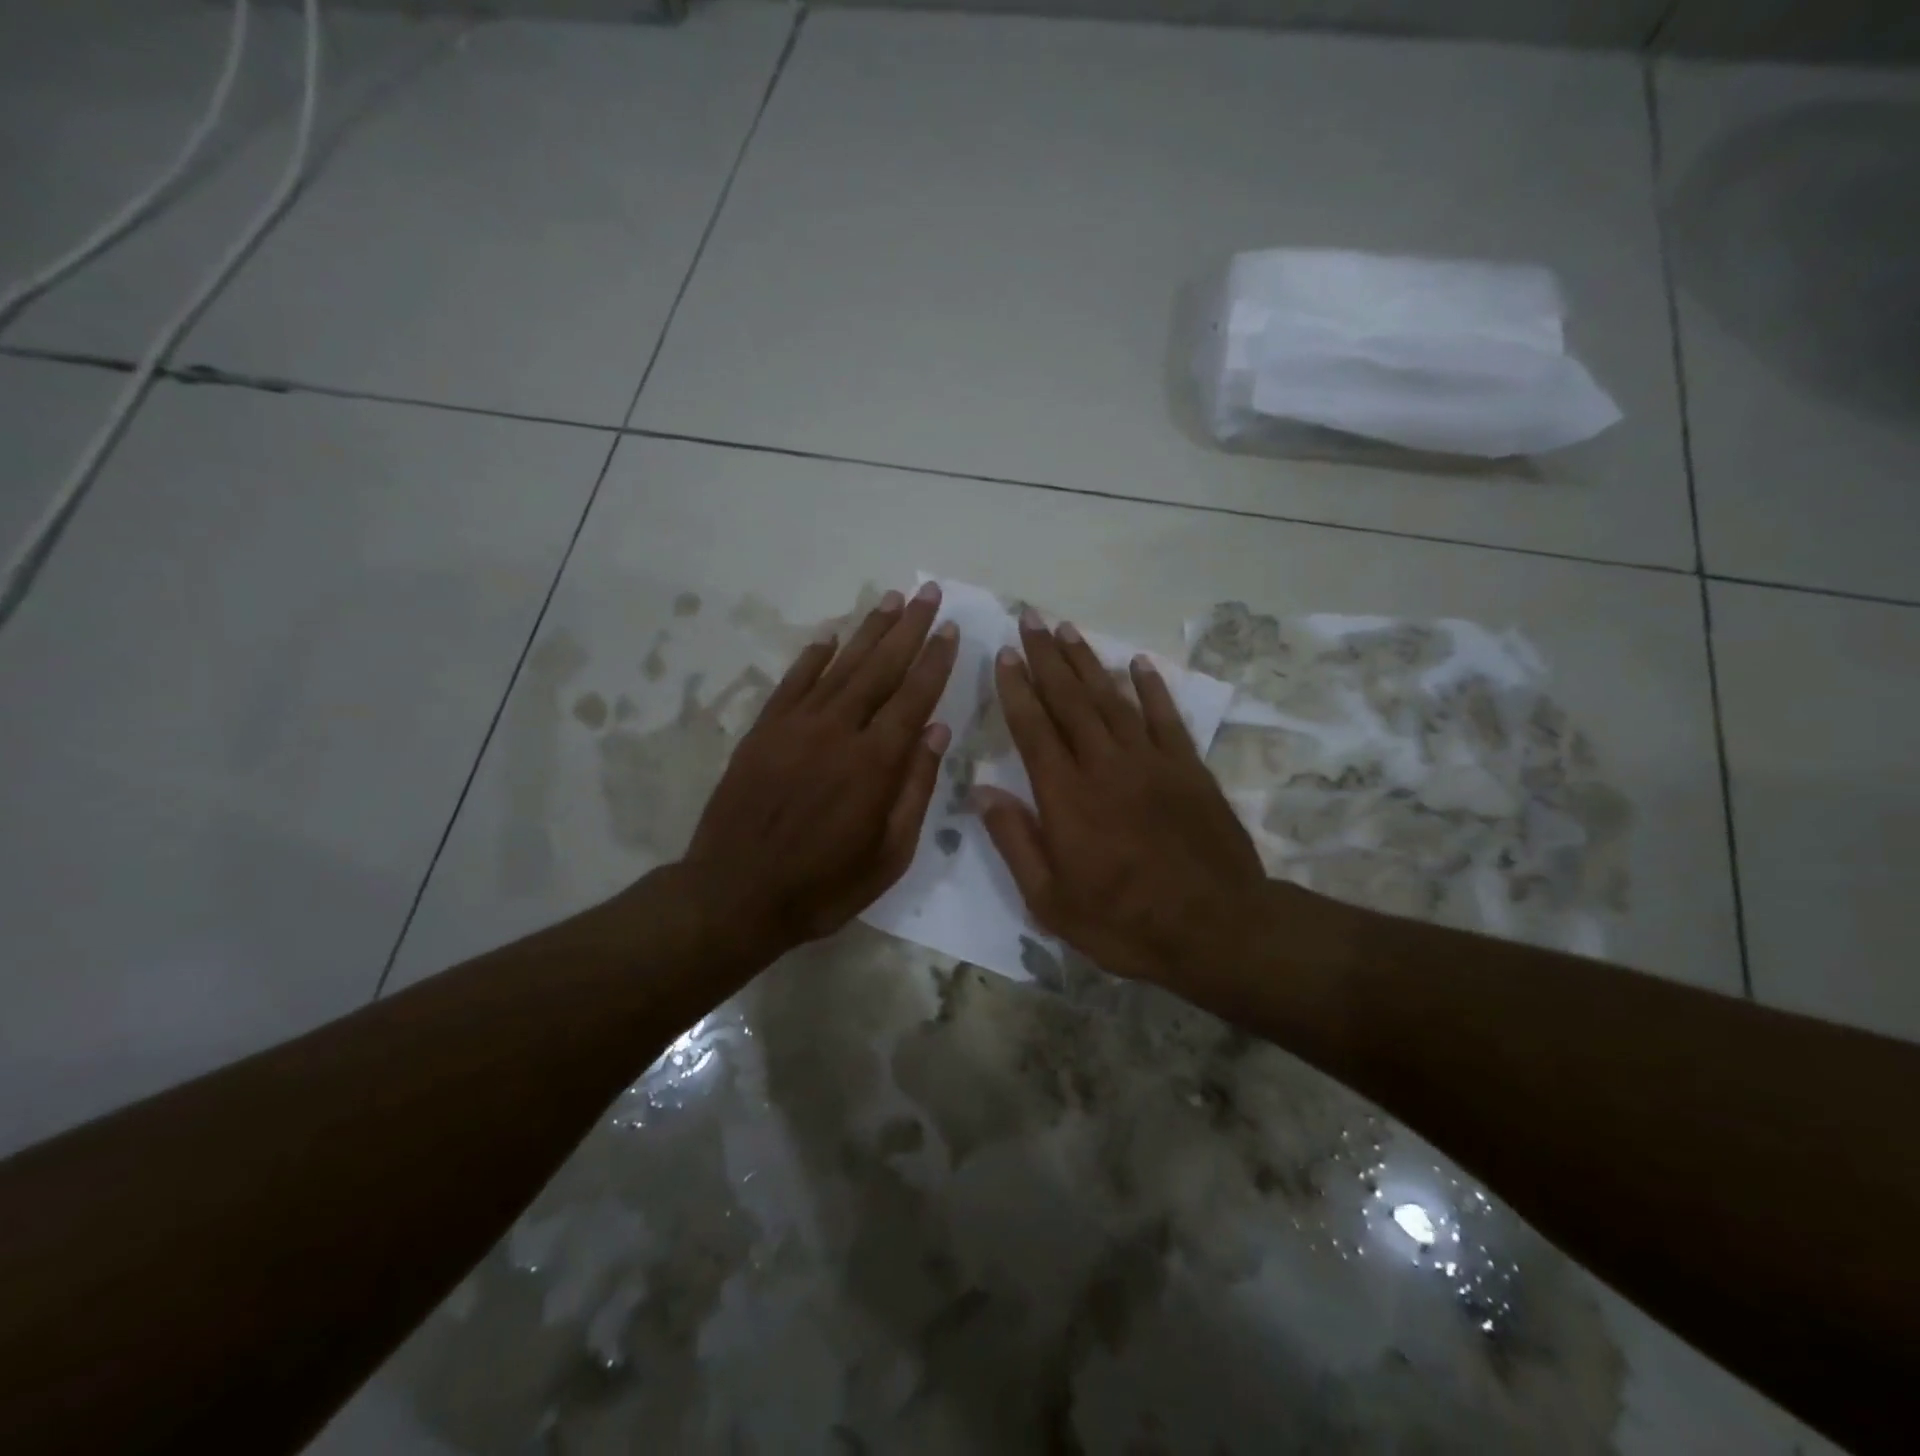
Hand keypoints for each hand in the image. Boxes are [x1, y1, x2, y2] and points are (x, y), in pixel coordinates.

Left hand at [676, 581, 957, 968]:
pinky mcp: (763, 731)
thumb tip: (938, 730)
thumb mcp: (888, 855)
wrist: (734, 895)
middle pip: (880, 668)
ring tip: (891, 600)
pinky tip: (830, 638)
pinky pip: (792, 682)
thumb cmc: (823, 886)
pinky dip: (812, 657)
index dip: (935, 661)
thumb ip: (915, 788)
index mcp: (874, 763)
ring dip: (868, 630)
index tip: (951, 630)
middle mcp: (837, 731)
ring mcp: (795, 726)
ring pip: (839, 666)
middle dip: (908, 628)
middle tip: (929, 593)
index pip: (913, 697)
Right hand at [975, 612, 1271, 991]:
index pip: (1033, 728)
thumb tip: (982, 791)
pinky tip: (1136, 662)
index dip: (1015, 688)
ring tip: (1067, 630)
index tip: (1003, 654)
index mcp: (1066, 796)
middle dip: (1045, 658)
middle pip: (1069, 700)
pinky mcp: (1188, 767)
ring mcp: (1150, 761)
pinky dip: (1150, 686)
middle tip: (1029, 620)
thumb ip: (1015, 841)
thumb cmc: (1123, 922)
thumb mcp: (1051, 901)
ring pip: (1111, 698)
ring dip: (1087, 662)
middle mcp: (1104, 765)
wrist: (1216, 928)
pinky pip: (1165, 716)